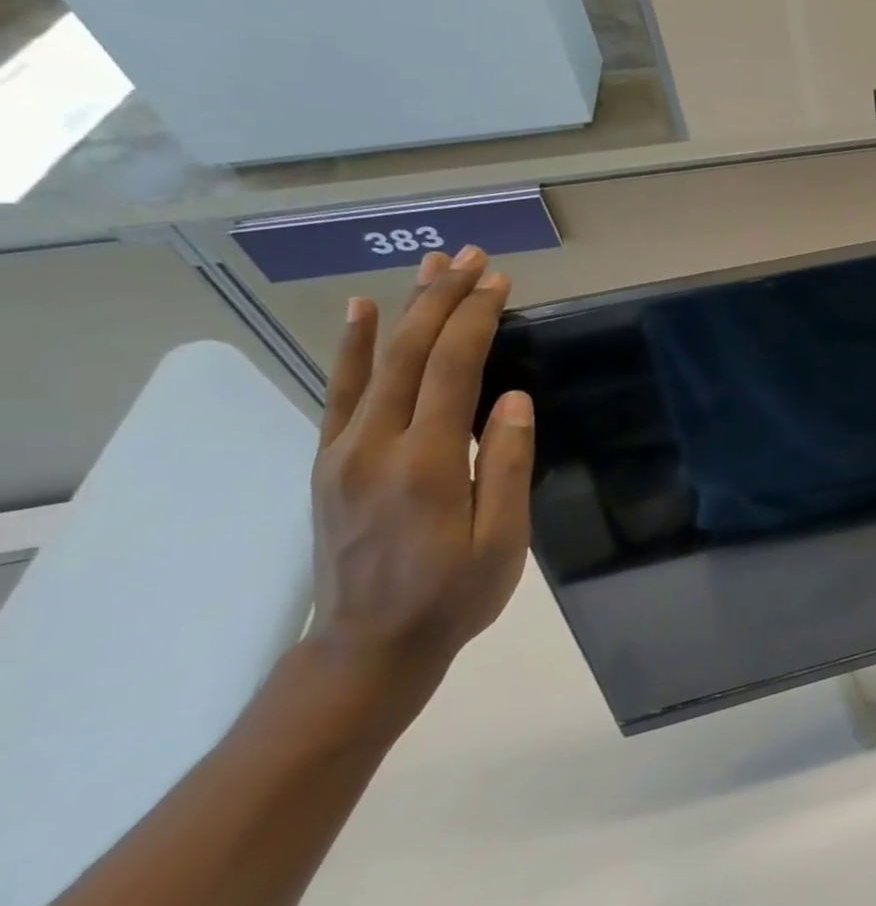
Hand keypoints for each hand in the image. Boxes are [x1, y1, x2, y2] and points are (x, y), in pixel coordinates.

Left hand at [304, 247, 534, 734]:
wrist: (367, 647)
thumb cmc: (452, 596)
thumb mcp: (502, 541)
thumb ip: (507, 466)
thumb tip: (515, 399)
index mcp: (425, 464)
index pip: (452, 370)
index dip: (476, 319)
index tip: (500, 281)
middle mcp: (374, 445)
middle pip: (410, 353)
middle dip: (442, 299)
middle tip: (472, 257)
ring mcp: (343, 451)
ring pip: (373, 362)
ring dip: (404, 309)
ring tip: (429, 265)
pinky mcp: (329, 462)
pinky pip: (341, 391)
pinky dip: (354, 346)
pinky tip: (364, 313)